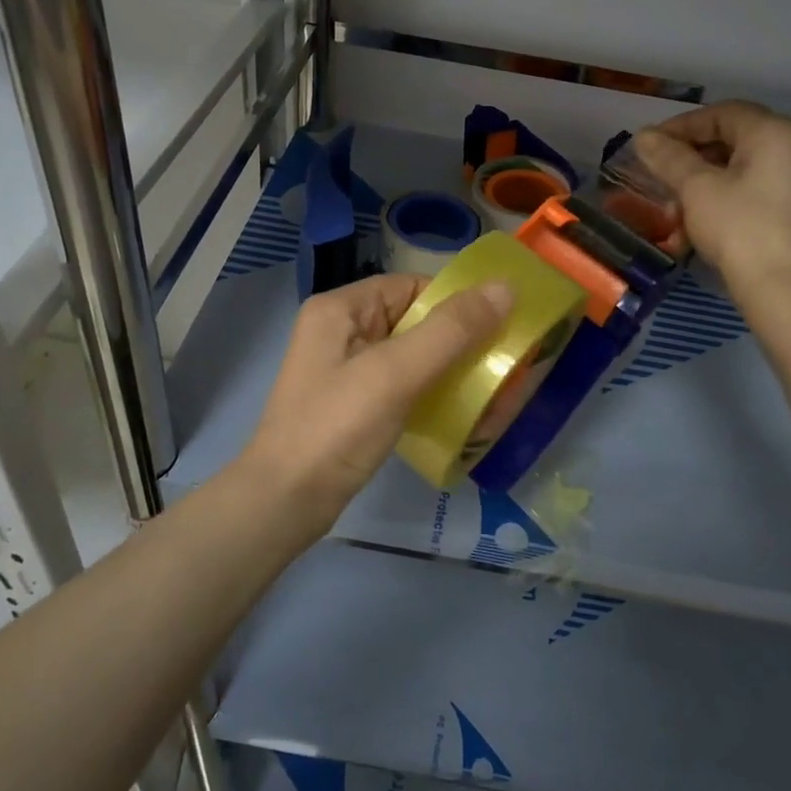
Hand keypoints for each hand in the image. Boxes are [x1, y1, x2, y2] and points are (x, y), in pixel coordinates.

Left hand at [235, 273, 512, 534]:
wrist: (285, 503)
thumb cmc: (337, 428)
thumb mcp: (396, 373)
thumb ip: (451, 330)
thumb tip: (506, 287)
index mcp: (342, 309)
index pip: (412, 287)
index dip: (457, 303)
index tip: (501, 327)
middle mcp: (342, 331)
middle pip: (415, 321)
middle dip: (461, 343)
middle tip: (505, 366)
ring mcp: (347, 370)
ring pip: (414, 356)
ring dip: (452, 372)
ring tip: (494, 393)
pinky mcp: (355, 404)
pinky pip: (404, 386)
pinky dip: (434, 395)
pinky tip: (463, 414)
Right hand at [634, 101, 790, 299]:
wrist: (784, 288)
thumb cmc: (739, 228)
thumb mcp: (696, 189)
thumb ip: (669, 158)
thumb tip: (643, 136)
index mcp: (775, 132)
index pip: (722, 113)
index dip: (681, 126)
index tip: (649, 147)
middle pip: (733, 137)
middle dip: (691, 156)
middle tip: (659, 174)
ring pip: (741, 166)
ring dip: (702, 180)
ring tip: (674, 205)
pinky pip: (754, 187)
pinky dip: (724, 195)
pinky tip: (697, 220)